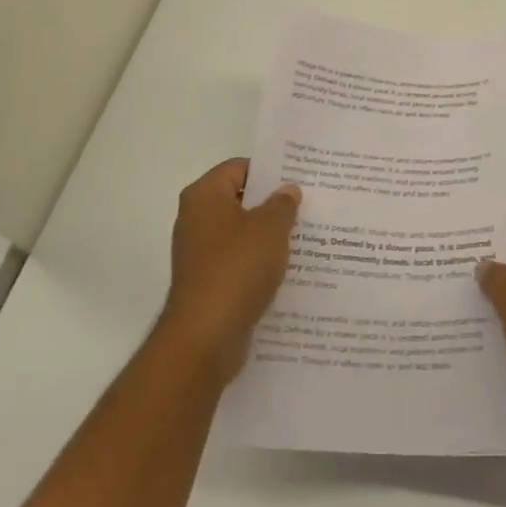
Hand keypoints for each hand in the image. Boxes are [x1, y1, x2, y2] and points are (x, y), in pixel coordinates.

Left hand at [156, 158, 300, 384]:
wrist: (205, 338)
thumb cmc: (236, 269)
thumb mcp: (270, 228)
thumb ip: (282, 204)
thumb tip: (287, 191)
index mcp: (204, 195)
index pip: (240, 168)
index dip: (270, 171)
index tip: (300, 179)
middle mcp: (196, 219)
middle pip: (241, 200)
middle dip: (273, 204)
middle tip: (309, 206)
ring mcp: (200, 253)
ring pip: (242, 233)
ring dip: (269, 236)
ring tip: (306, 237)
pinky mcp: (208, 282)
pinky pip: (239, 262)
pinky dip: (260, 263)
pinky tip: (288, 269)